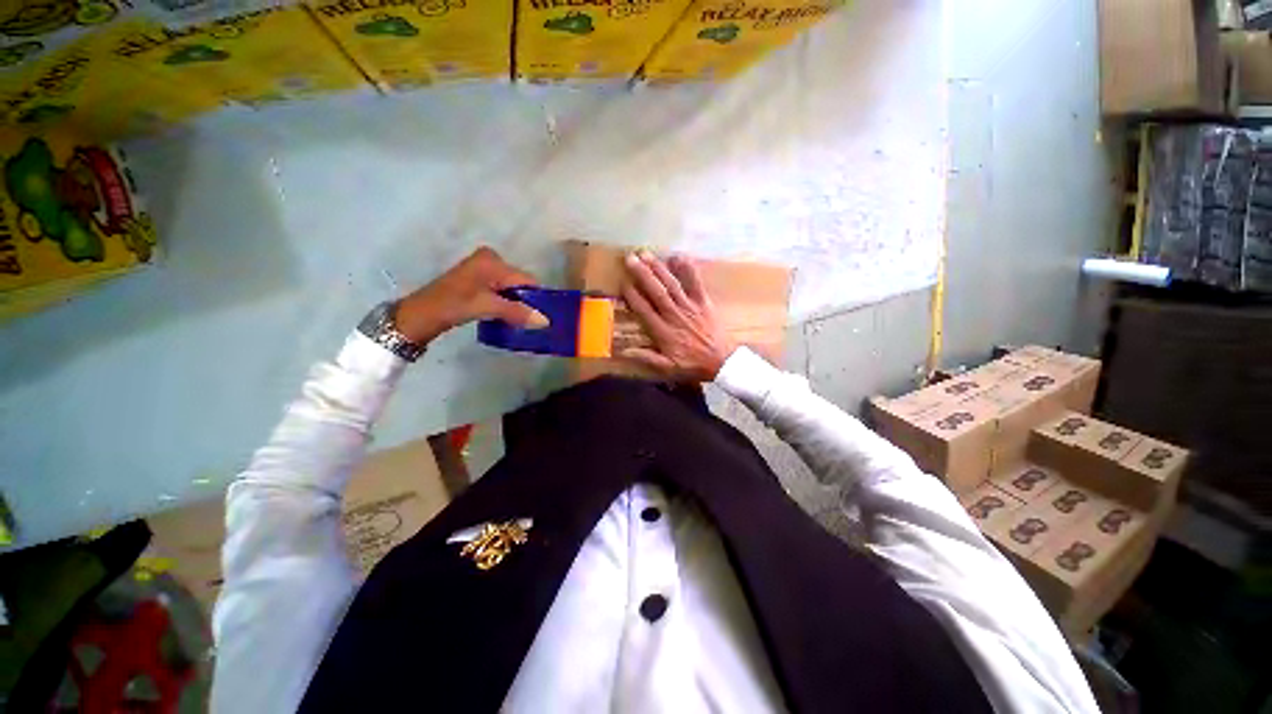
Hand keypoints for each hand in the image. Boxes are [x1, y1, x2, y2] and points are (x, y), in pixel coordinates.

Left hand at [393, 246, 548, 343]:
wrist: (422, 313)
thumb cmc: (454, 305)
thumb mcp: (488, 307)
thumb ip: (518, 312)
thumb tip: (546, 321)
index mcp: (493, 261)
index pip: (526, 279)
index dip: (536, 298)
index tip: (542, 317)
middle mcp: (491, 259)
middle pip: (519, 283)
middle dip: (526, 301)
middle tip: (530, 322)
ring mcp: (483, 268)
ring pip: (511, 288)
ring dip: (516, 304)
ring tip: (519, 321)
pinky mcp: (478, 278)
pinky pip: (502, 290)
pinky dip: (506, 302)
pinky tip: (506, 315)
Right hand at [621, 250, 735, 382]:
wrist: (722, 362)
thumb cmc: (693, 365)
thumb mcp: (668, 368)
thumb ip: (646, 358)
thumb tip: (622, 350)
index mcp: (663, 332)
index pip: (644, 310)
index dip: (632, 296)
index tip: (623, 283)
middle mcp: (674, 315)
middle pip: (656, 292)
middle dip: (642, 274)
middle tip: (630, 258)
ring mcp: (690, 307)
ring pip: (671, 285)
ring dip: (658, 268)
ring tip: (646, 254)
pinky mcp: (703, 302)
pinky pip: (695, 283)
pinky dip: (687, 269)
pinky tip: (678, 256)